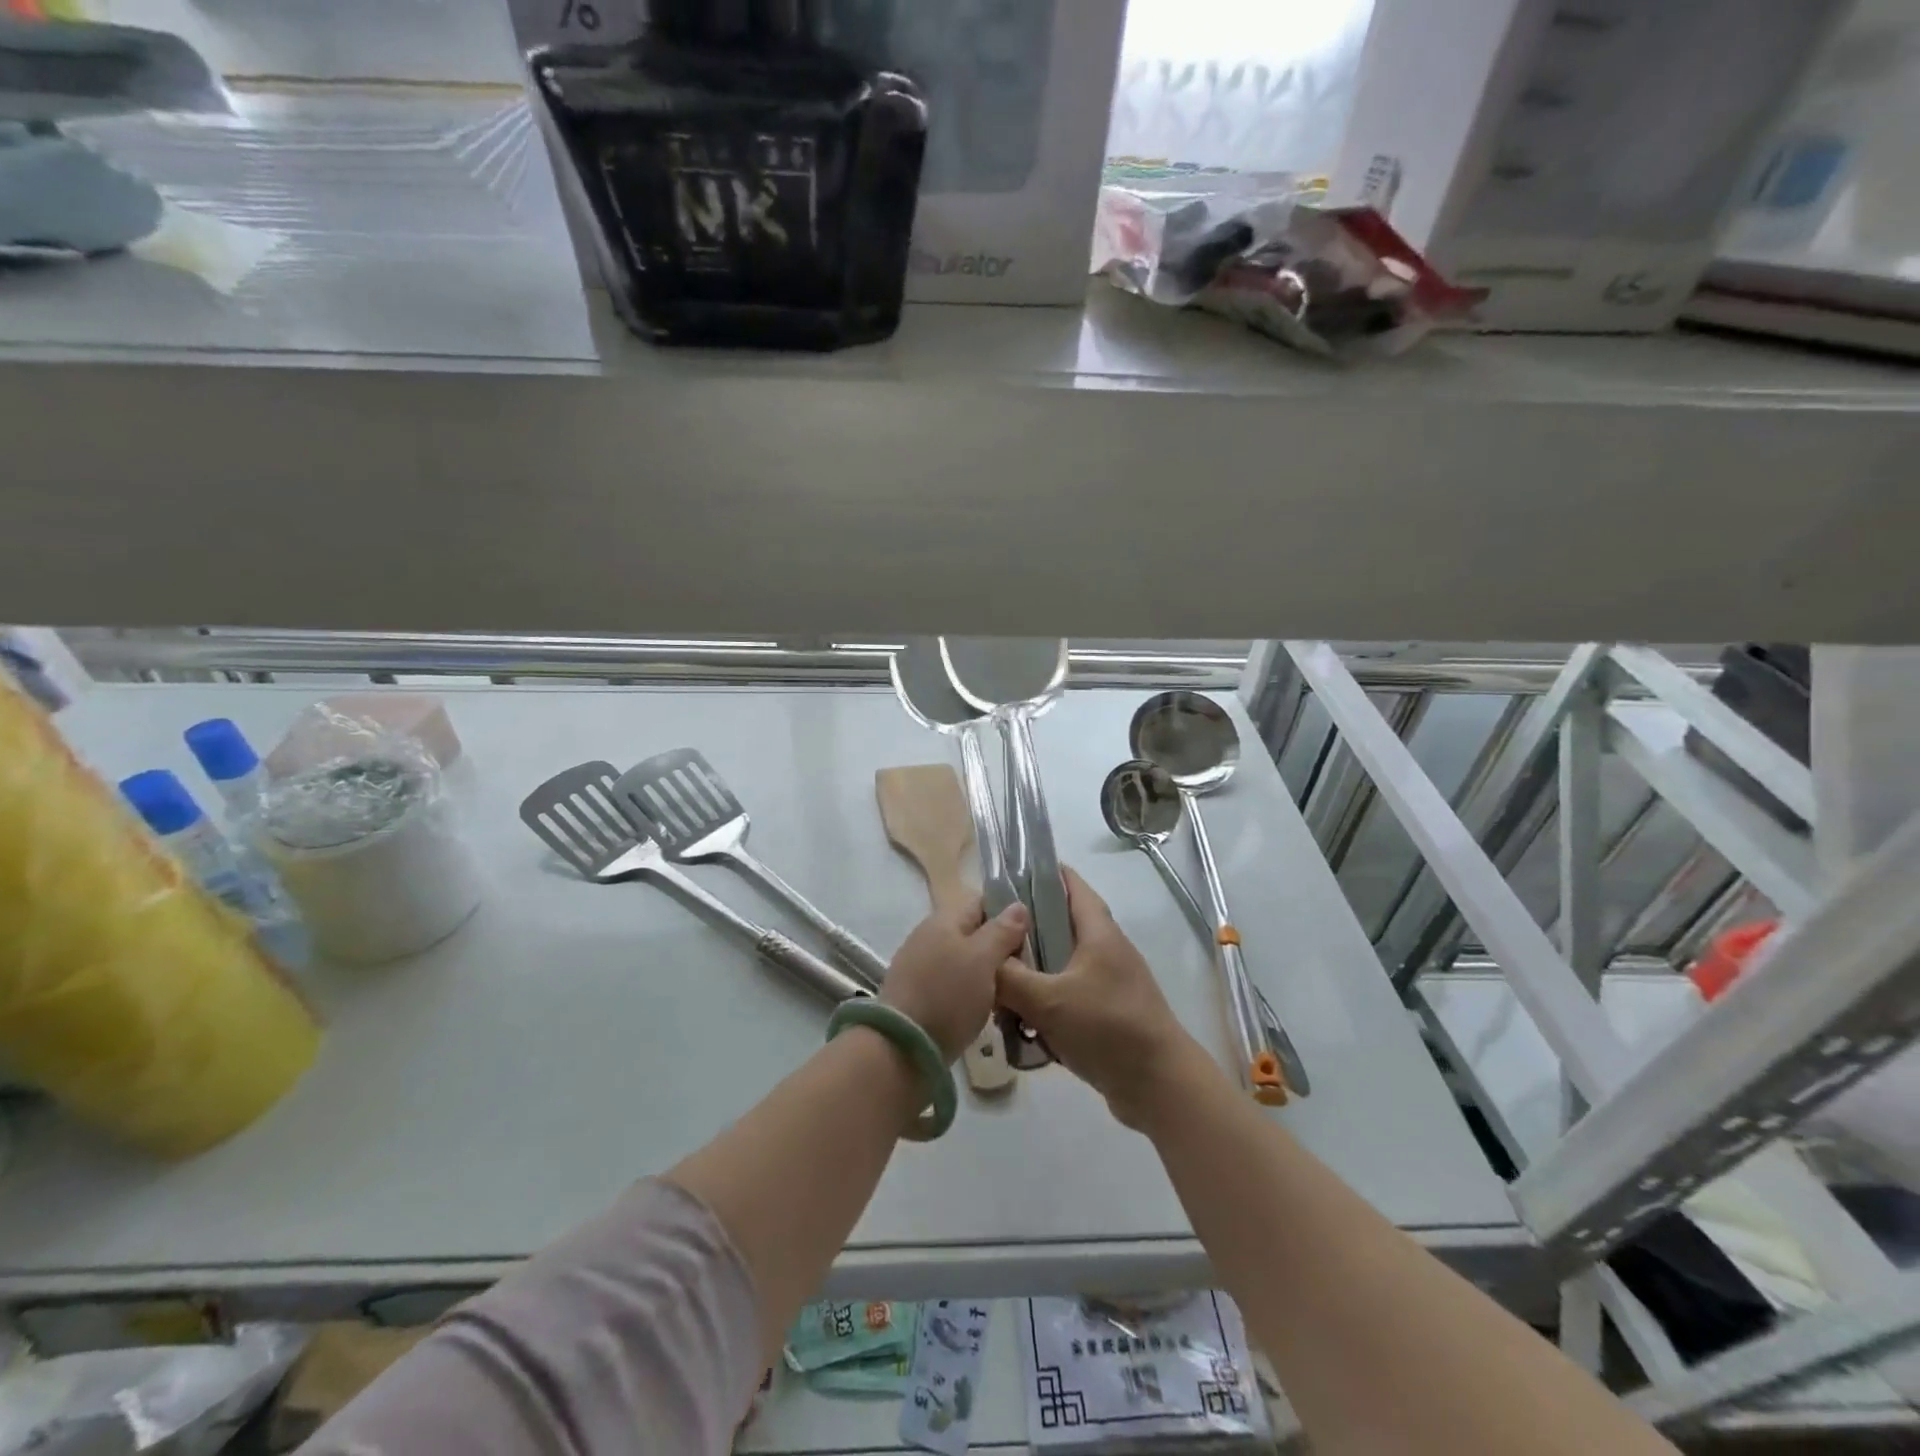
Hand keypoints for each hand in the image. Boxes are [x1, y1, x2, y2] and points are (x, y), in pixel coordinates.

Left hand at [881, 898, 1030, 1061]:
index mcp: (944, 919)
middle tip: (1027, 969)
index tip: (1032, 936)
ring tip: (1012, 991)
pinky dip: (970, 992)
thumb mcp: (983, 959)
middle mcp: (929, 936)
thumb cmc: (948, 995)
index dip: (1008, 914)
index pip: (982, 903)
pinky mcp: (918, 996)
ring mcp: (920, 966)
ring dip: (986, 973)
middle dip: (1000, 948)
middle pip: (973, 933)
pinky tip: (986, 1008)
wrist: (901, 1049)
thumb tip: (1017, 906)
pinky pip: (953, 984)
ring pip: (964, 961)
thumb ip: (1002, 931)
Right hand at [996, 868, 1200, 1128]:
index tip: (1001, 876)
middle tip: (986, 942)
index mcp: (1097, 930)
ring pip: (1057, 965)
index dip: (1037, 872)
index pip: (1068, 883)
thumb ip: (1009, 977)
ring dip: (1029, 976)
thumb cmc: (1107, 1029)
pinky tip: (1019, 1025)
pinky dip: (1042, 1004)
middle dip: (1021, 934)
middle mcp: (1104, 949)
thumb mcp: (1048, 1001)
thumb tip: (983, 961)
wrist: (1159, 1086)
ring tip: (996, 991)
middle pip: (1056, 926)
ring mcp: (1106, 982)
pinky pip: (1065, 996)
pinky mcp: (1104, 1012)